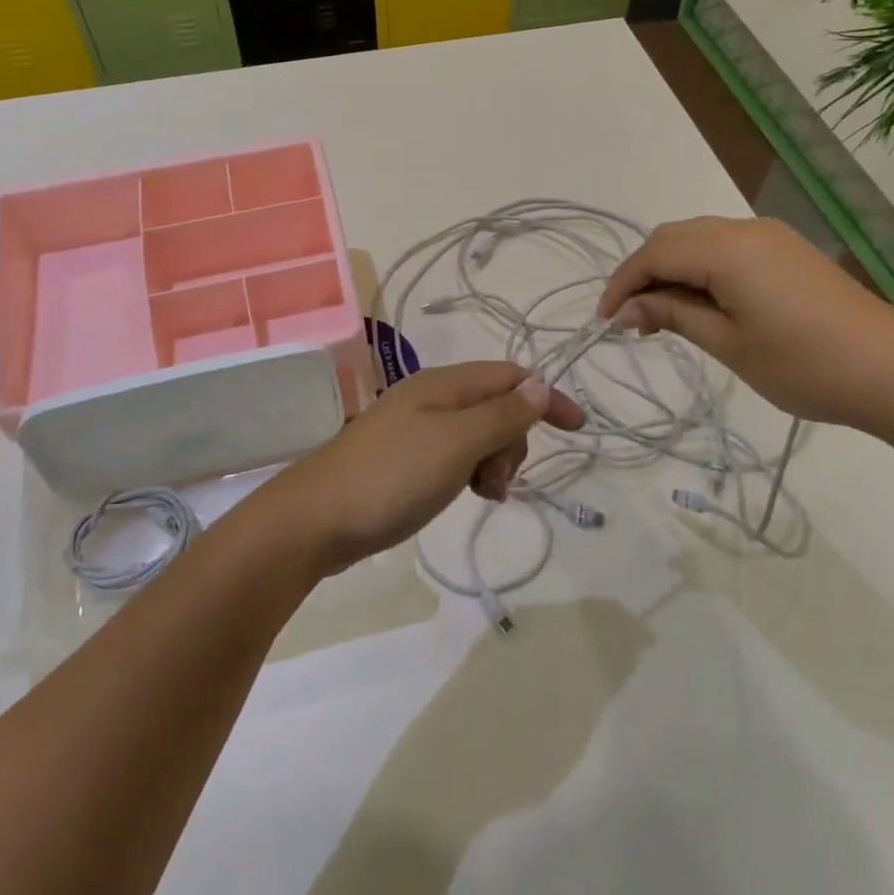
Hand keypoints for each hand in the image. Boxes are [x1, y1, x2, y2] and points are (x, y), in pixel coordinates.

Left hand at [262, 362, 583, 575]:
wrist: (316, 518)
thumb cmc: (392, 476)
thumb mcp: (457, 443)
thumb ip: (501, 414)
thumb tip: (539, 386)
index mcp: (445, 384)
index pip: (511, 376)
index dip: (546, 397)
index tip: (577, 431)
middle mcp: (433, 397)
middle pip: (497, 404)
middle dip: (514, 439)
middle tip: (498, 477)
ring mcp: (416, 427)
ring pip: (478, 433)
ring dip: (494, 460)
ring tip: (483, 493)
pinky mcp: (406, 457)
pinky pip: (456, 454)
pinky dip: (472, 471)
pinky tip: (467, 494)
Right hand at [596, 215, 893, 430]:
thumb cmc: (804, 365)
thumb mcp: (728, 344)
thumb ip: (673, 315)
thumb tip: (625, 309)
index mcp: (727, 249)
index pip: (654, 253)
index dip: (622, 283)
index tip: (604, 321)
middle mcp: (744, 228)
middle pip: (672, 237)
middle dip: (643, 273)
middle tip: (631, 321)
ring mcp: (769, 235)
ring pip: (698, 238)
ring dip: (670, 270)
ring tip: (662, 317)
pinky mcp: (786, 249)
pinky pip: (725, 247)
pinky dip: (700, 268)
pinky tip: (701, 303)